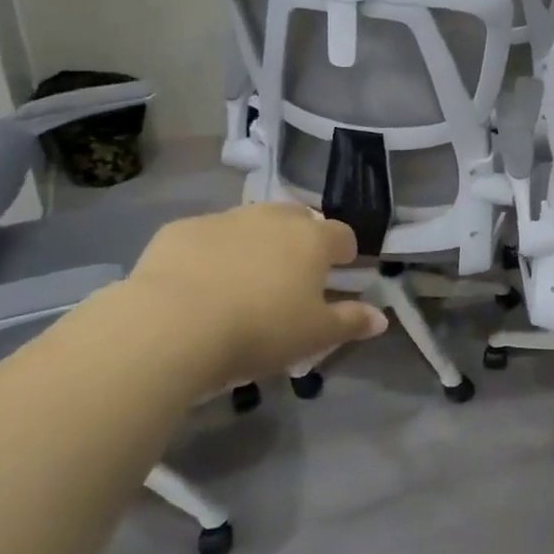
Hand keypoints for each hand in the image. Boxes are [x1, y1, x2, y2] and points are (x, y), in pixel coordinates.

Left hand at [121, 203, 385, 392]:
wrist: (171, 326)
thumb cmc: (259, 330)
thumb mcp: (314, 336)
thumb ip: (351, 322)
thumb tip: (382, 318)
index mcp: (312, 239)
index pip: (343, 235)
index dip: (345, 254)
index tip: (340, 274)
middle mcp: (272, 218)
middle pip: (297, 219)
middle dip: (301, 240)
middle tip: (292, 276)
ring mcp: (224, 219)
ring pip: (251, 224)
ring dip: (256, 243)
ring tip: (245, 280)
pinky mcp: (180, 229)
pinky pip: (207, 236)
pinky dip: (211, 252)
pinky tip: (199, 284)